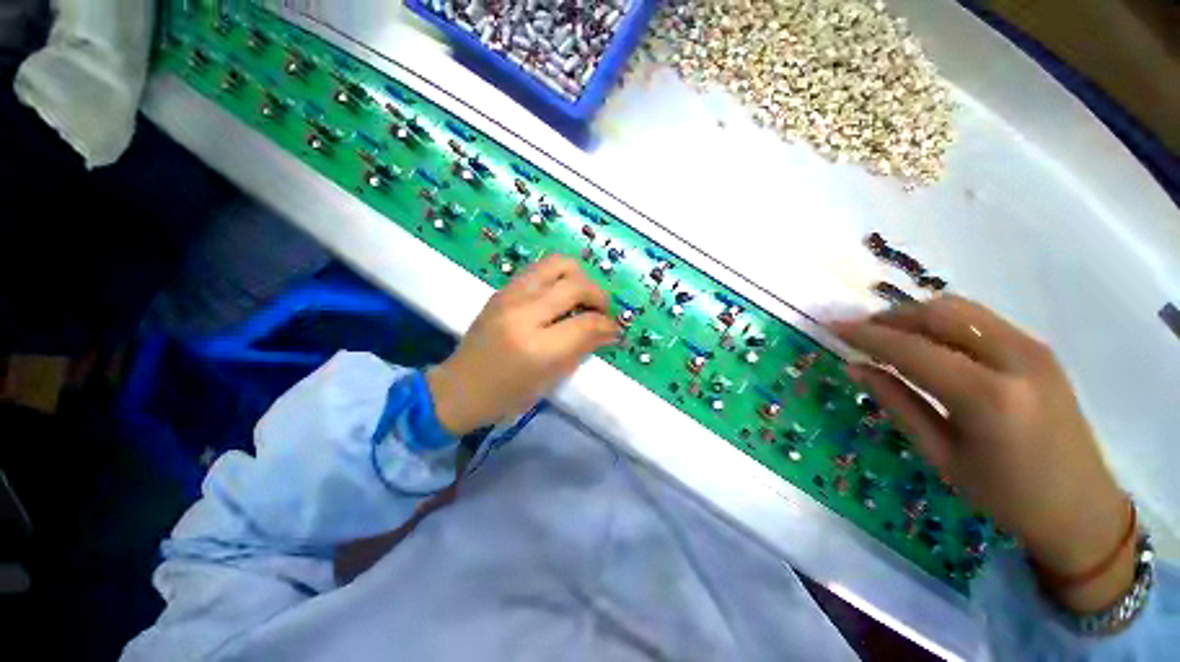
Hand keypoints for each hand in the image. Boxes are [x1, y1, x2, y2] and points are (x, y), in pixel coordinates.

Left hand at [427, 255, 617, 436]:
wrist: (459, 387)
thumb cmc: (507, 395)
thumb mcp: (550, 380)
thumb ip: (582, 349)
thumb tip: (610, 331)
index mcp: (537, 347)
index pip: (586, 323)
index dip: (608, 325)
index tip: (615, 330)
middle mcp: (523, 313)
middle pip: (575, 285)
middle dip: (599, 295)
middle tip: (602, 311)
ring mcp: (509, 296)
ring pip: (558, 264)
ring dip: (580, 277)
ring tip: (583, 297)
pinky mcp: (502, 290)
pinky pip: (540, 269)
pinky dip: (559, 277)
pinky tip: (561, 296)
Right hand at [832, 295, 1133, 611]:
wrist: (1081, 507)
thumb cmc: (1005, 496)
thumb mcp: (942, 456)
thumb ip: (897, 403)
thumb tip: (854, 367)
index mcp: (988, 397)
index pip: (912, 349)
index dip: (866, 335)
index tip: (832, 327)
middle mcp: (1015, 359)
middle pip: (939, 313)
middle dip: (890, 317)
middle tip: (859, 331)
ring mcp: (1033, 348)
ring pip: (960, 308)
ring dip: (916, 315)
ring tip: (888, 335)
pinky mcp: (1039, 348)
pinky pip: (979, 319)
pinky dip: (943, 322)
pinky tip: (928, 342)